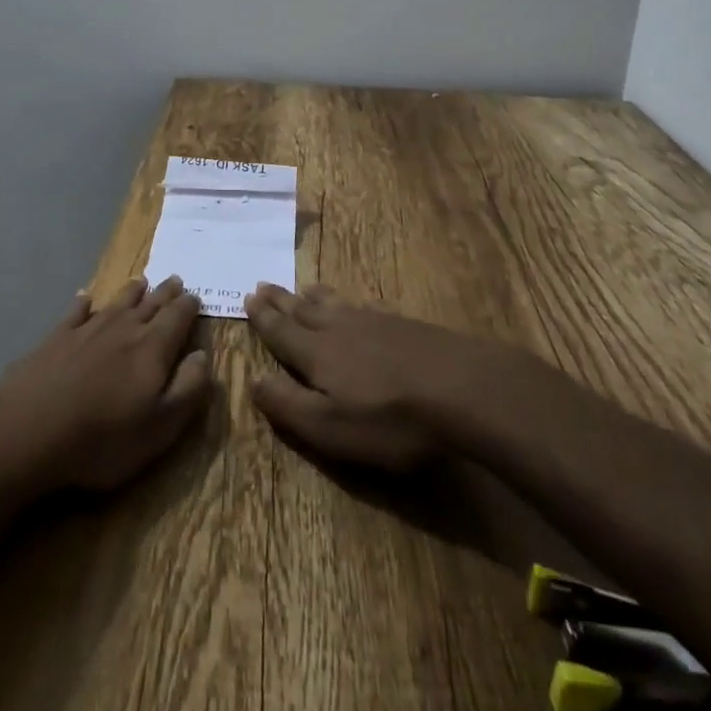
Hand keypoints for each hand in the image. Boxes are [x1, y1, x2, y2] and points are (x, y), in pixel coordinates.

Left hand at [0, 275, 212, 492]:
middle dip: (165, 292)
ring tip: (141, 282)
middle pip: (150, 304)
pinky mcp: (56, 338)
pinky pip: (75, 313)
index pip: (177, 317)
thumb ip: (188, 388)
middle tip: (174, 280)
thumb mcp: (161, 426)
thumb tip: (202, 354)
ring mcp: (87, 330)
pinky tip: (84, 298)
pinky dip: (83, 303)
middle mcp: (123, 329)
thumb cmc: (103, 438)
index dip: (189, 306)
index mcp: (153, 348)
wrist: (29, 430)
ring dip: (132, 292)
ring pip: (116, 303)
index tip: (195, 297)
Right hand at [246, 283, 481, 470]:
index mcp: (316, 353)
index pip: (281, 332)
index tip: (248, 297)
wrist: (461, 388)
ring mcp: (374, 322)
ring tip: (302, 289)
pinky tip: (358, 305)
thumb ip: (288, 405)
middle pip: (303, 310)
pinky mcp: (403, 325)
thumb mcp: (330, 427)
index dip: (263, 318)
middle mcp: (339, 328)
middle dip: (281, 300)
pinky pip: (364, 306)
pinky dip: (349, 302)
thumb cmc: (390, 418)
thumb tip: (253, 380)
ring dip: (312, 297)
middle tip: (263, 284)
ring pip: (333, 304)